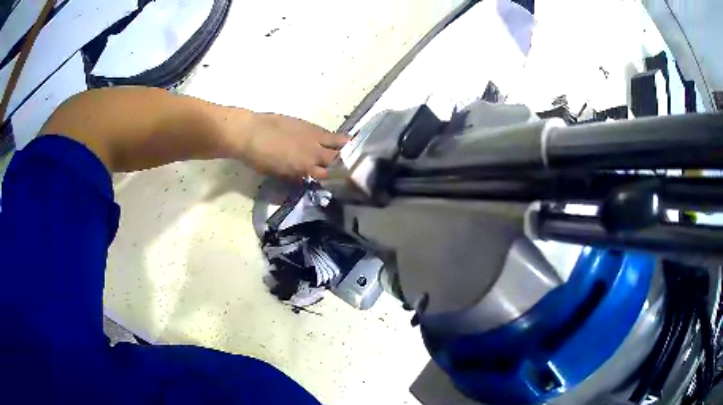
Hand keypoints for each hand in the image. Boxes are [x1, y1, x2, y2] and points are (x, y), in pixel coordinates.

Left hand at [237, 113, 347, 179]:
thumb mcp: (277, 173)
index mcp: (304, 169)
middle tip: (350, 166)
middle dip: (345, 164)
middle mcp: (313, 154)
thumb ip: (294, 176)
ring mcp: (314, 137)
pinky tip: (342, 139)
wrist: (250, 133)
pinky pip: (329, 133)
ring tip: (353, 151)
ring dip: (346, 149)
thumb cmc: (258, 158)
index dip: (335, 179)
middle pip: (337, 160)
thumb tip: (304, 178)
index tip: (341, 181)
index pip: (327, 177)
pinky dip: (337, 138)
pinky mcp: (310, 125)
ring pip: (339, 143)